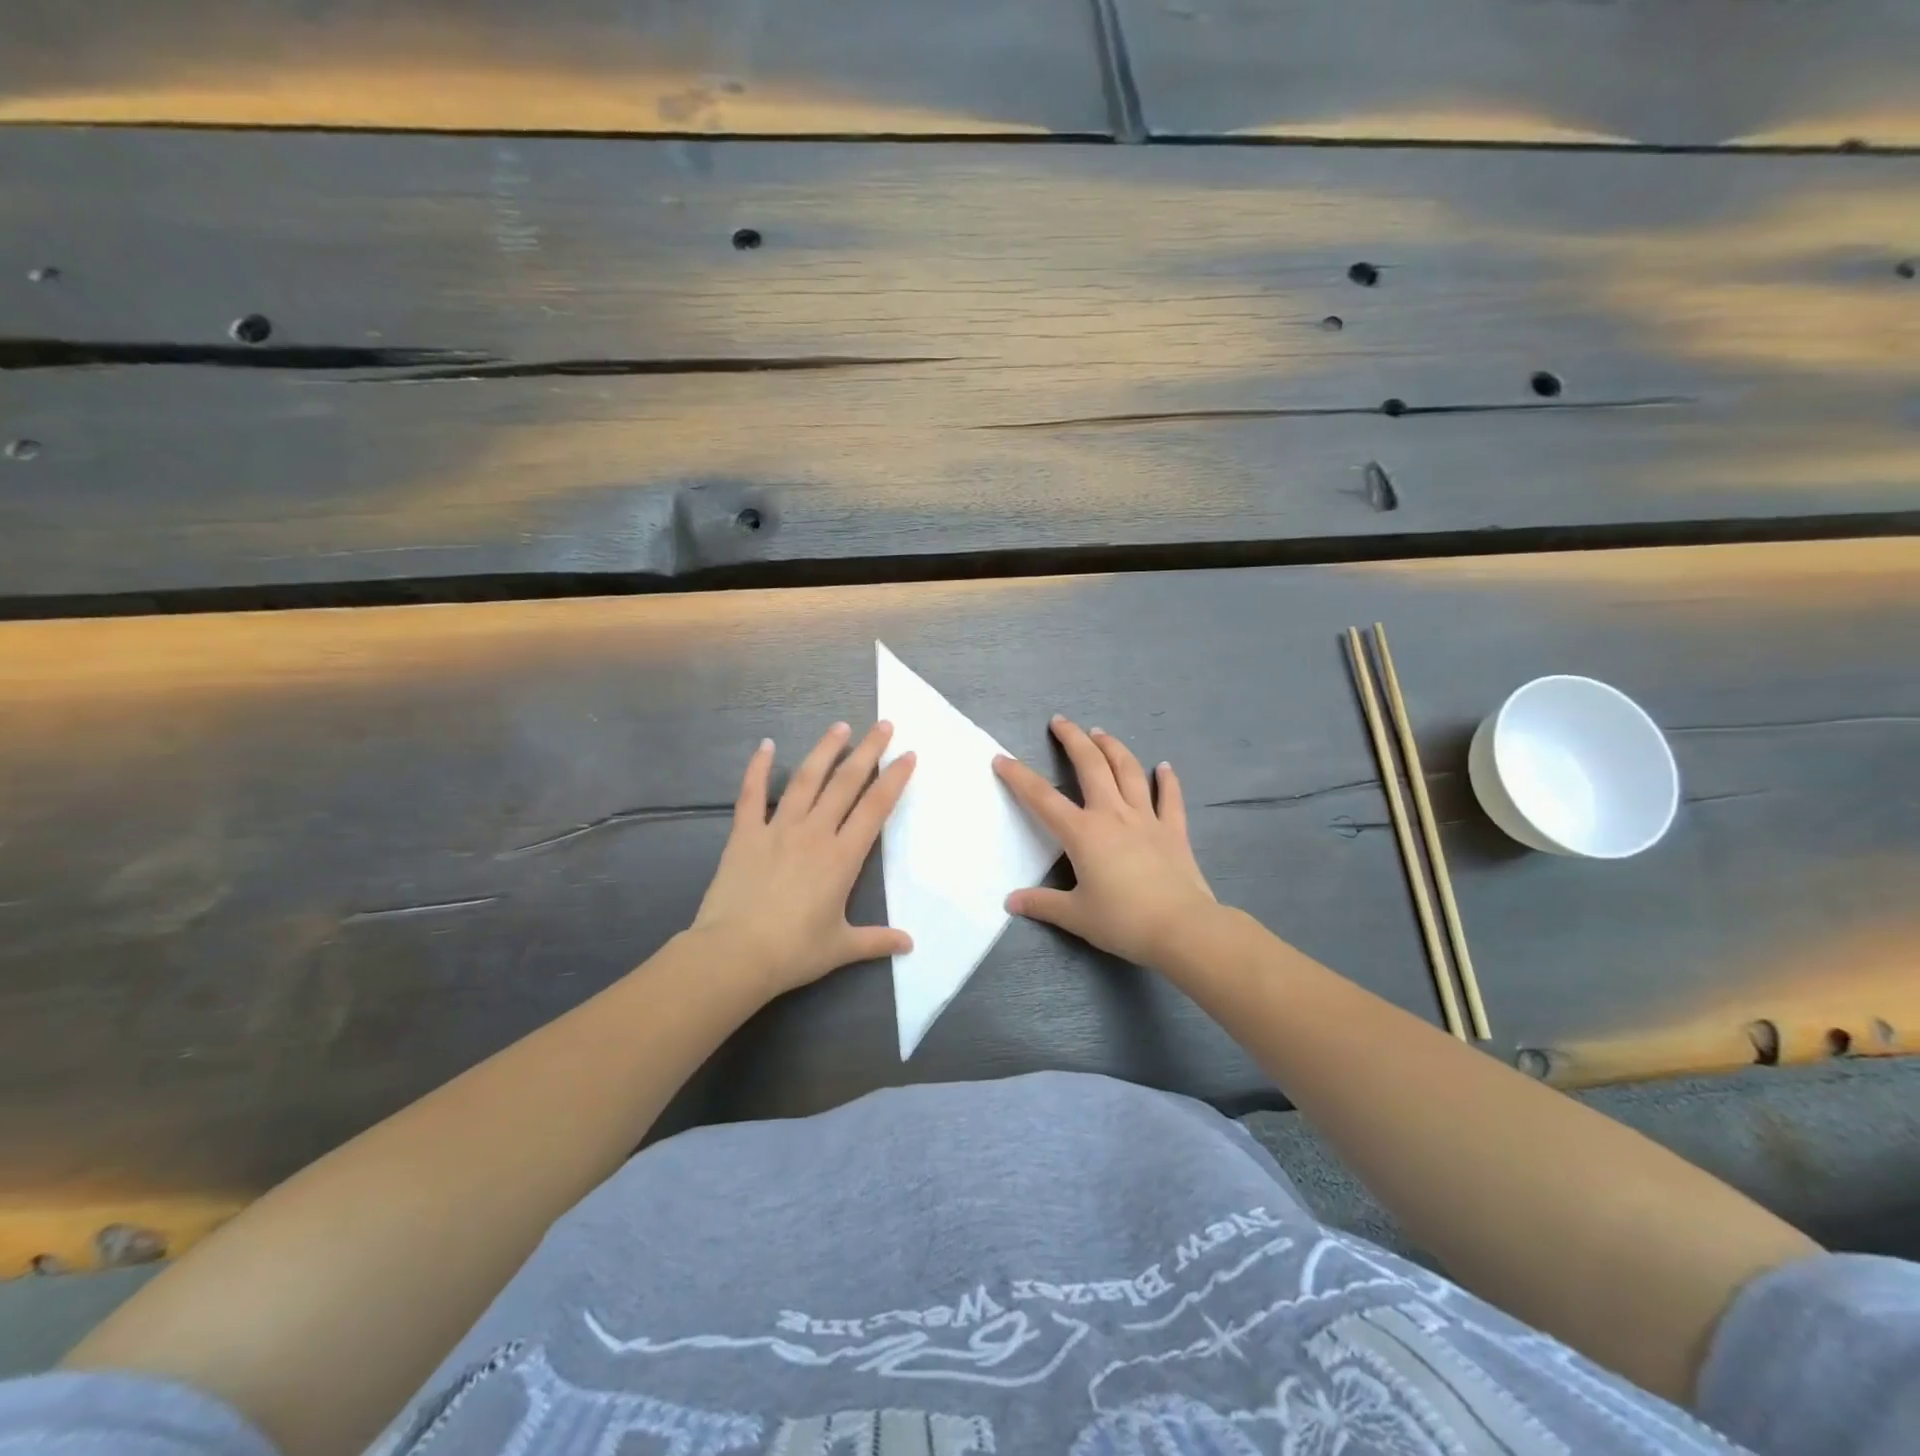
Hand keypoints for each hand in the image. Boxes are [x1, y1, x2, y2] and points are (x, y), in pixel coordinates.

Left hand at [691, 721, 914, 997]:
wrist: (735, 954)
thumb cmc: (793, 951)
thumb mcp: (841, 947)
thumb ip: (876, 941)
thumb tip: (909, 945)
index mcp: (842, 857)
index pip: (876, 808)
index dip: (894, 779)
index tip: (908, 755)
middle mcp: (814, 833)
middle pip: (846, 783)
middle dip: (868, 751)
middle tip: (883, 725)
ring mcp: (778, 829)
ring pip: (806, 780)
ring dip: (825, 751)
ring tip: (840, 727)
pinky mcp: (745, 834)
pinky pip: (752, 795)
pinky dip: (758, 769)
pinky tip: (766, 746)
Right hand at [993, 716, 1215, 967]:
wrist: (1182, 928)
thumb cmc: (1124, 921)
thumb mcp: (1076, 916)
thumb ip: (1042, 904)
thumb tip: (1011, 902)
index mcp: (1083, 834)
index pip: (1042, 799)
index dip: (1019, 777)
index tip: (1001, 758)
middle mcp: (1113, 815)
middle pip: (1091, 766)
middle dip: (1072, 740)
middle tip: (1060, 721)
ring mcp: (1147, 819)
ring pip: (1128, 772)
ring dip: (1112, 748)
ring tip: (1099, 733)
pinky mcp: (1174, 831)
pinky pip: (1170, 799)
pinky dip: (1168, 781)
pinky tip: (1165, 767)